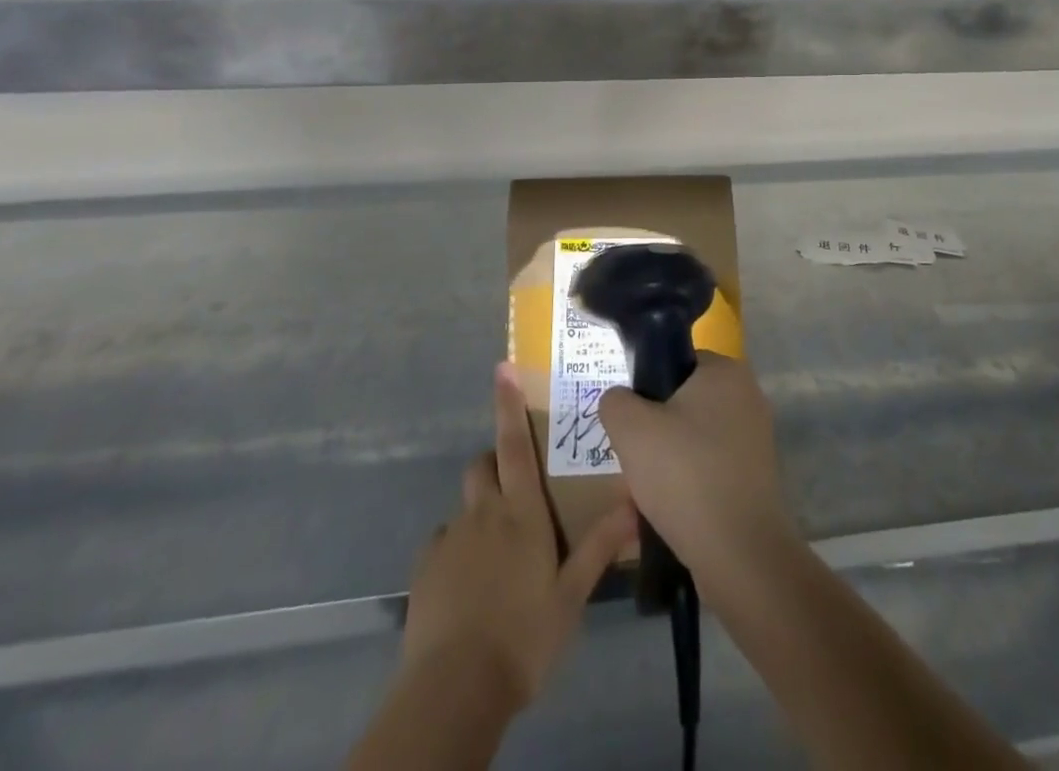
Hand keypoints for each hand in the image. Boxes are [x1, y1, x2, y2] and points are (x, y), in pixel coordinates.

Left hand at [401, 364, 634, 710]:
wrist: (455, 688)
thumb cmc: (524, 635)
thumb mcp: (570, 595)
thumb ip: (599, 546)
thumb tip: (633, 503)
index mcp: (520, 512)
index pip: (515, 444)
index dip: (508, 405)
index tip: (501, 369)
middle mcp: (483, 513)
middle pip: (482, 466)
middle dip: (494, 464)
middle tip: (514, 492)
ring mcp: (450, 540)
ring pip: (464, 508)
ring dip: (478, 516)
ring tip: (493, 557)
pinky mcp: (425, 570)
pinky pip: (443, 545)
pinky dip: (456, 552)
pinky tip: (467, 588)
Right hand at [596, 353, 799, 585]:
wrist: (740, 556)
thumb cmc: (685, 475)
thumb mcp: (630, 428)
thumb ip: (615, 401)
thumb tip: (620, 401)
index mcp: (726, 371)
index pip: (675, 364)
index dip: (646, 390)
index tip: (630, 422)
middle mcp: (747, 398)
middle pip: (682, 406)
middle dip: (653, 435)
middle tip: (633, 462)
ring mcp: (755, 442)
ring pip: (692, 443)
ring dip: (665, 466)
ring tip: (642, 496)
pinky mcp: (756, 481)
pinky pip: (708, 473)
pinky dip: (686, 490)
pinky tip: (663, 517)